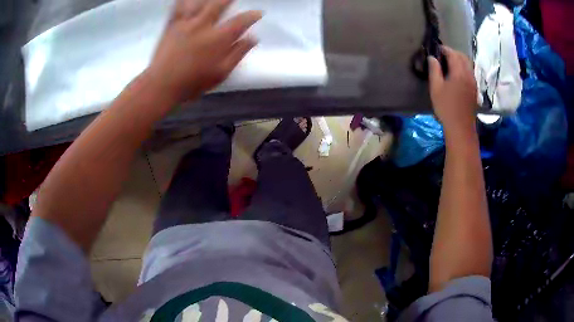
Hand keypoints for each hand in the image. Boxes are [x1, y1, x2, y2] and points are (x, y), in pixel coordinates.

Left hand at [146, 0, 261, 102]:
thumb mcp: (220, 73)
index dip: (252, 16)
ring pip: (199, 2)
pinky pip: (178, 7)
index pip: (240, 22)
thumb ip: (238, 53)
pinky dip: (183, 0)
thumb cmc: (192, 83)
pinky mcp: (171, 25)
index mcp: (217, 38)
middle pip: (219, 4)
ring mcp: (185, 23)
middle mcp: (203, 25)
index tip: (258, 13)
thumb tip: (253, 38)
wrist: (161, 85)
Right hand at [428, 46, 477, 136]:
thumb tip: (432, 58)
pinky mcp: (475, 89)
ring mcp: (473, 82)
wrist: (461, 127)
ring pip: (468, 64)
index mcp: (459, 72)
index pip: (452, 53)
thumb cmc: (446, 107)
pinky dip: (464, 68)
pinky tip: (457, 74)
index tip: (436, 49)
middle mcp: (469, 74)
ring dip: (459, 60)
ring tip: (450, 64)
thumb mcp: (436, 88)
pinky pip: (470, 72)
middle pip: (463, 56)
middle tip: (443, 56)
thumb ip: (434, 70)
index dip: (444, 49)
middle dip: (453, 53)